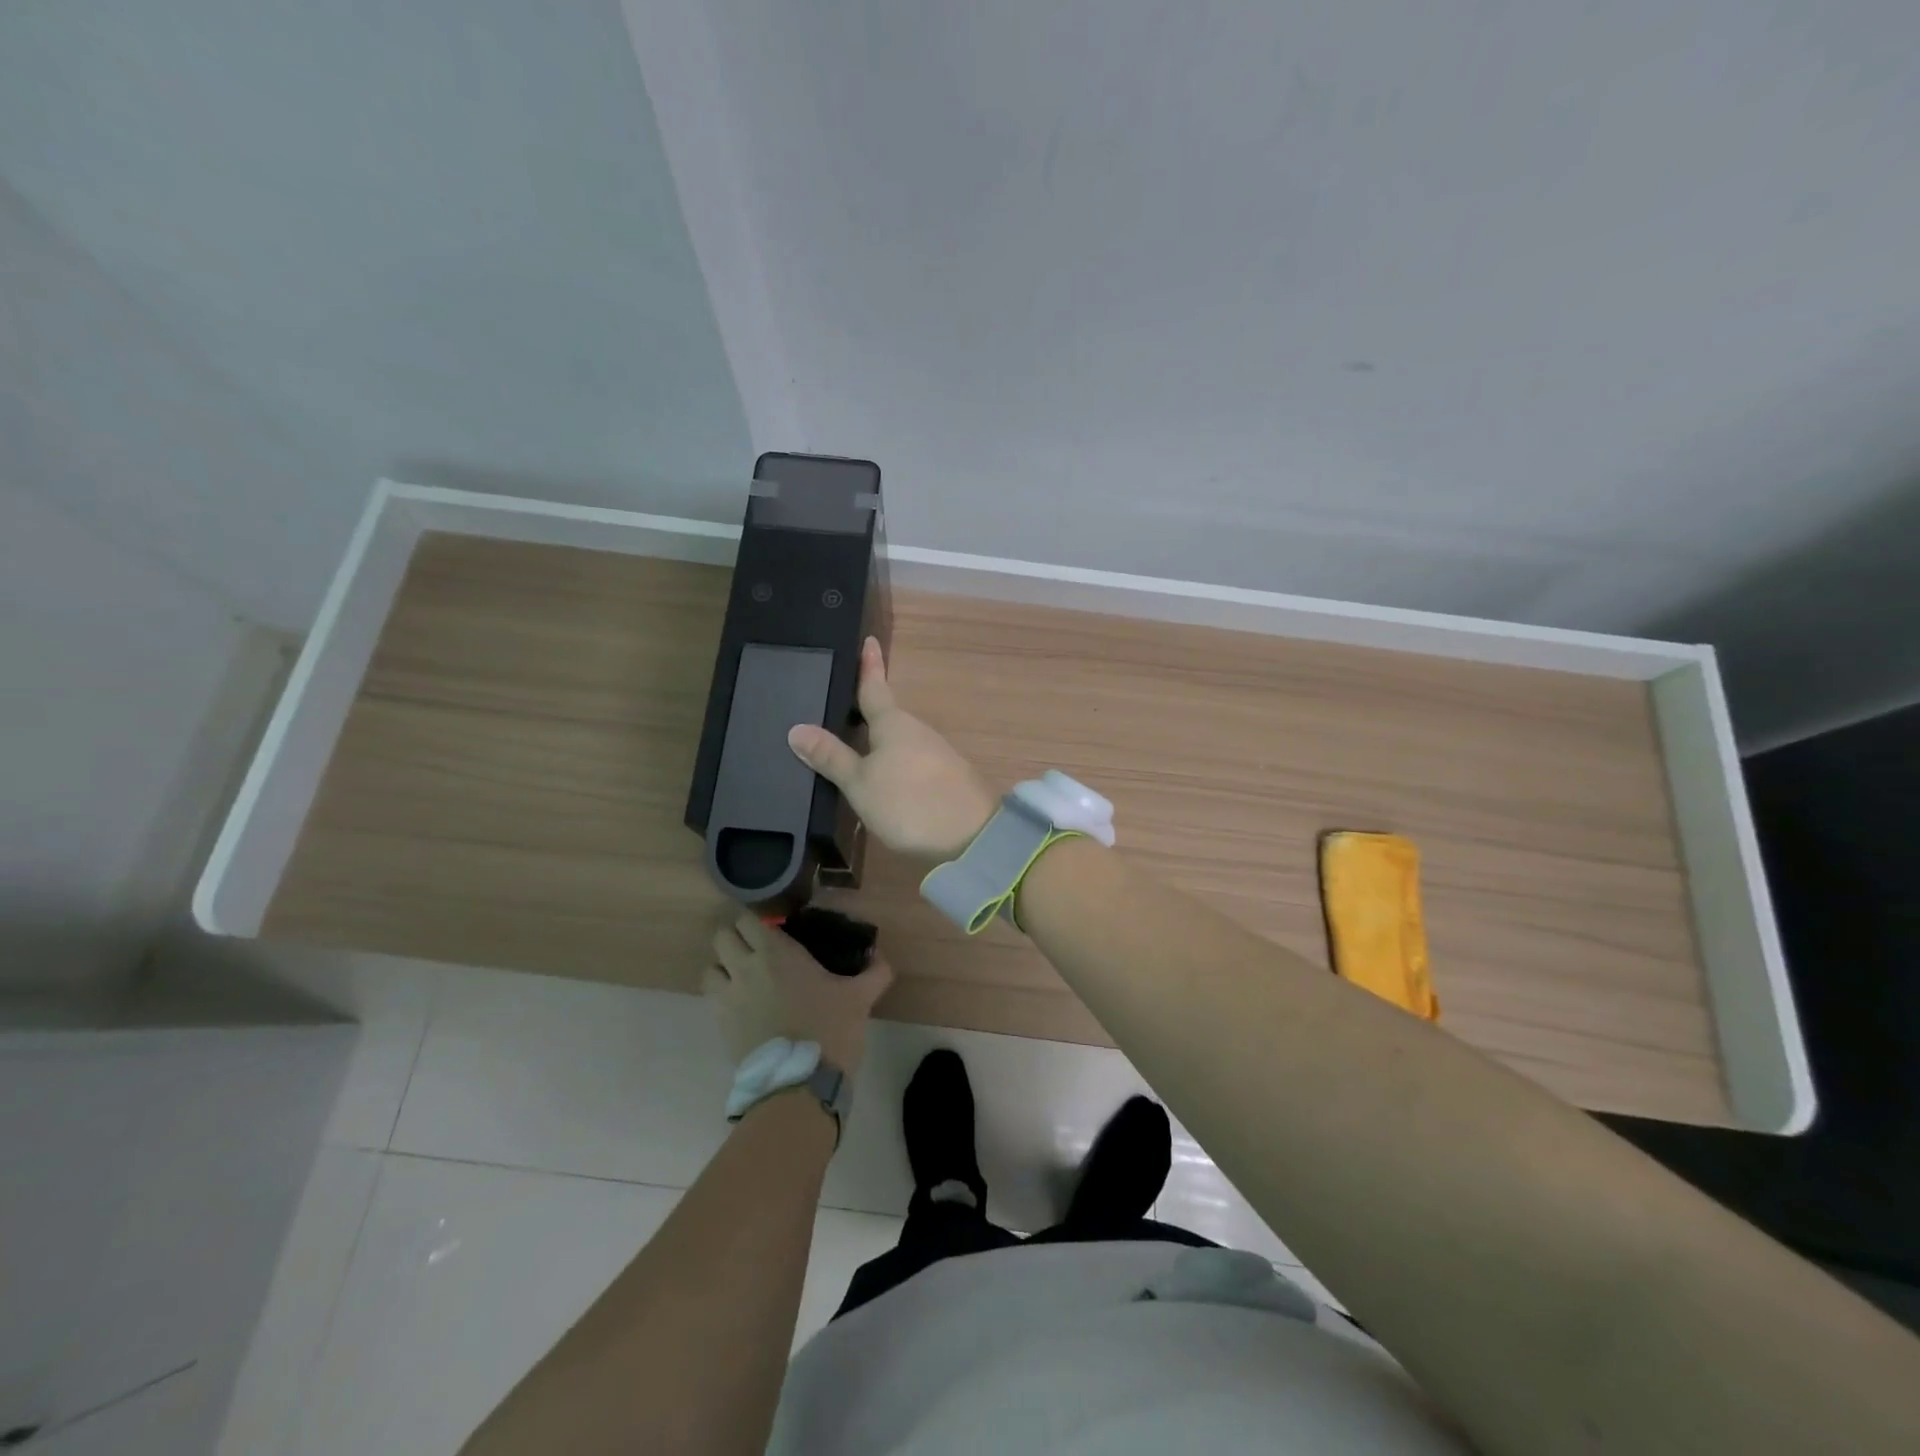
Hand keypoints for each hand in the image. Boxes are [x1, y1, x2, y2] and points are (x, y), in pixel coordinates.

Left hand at [702, 911, 893, 1071]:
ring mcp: (728, 997)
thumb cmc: (829, 1029)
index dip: (757, 921)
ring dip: (723, 968)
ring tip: (744, 979)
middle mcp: (745, 967)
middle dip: (736, 939)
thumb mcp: (860, 998)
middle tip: (758, 951)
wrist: (799, 1084)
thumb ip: (874, 973)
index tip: (774, 930)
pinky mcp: (720, 1025)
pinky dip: (722, 997)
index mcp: (776, 952)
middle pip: (722, 937)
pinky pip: (711, 999)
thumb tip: (880, 959)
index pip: (748, 919)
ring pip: (710, 968)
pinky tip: (744, 1007)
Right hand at [787, 637, 998, 861]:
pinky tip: (884, 778)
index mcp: (894, 723)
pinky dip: (895, 762)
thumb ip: (831, 757)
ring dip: (880, 741)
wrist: (972, 836)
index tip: (870, 640)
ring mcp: (936, 754)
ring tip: (854, 745)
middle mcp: (917, 731)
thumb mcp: (860, 782)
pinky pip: (912, 761)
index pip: (875, 687)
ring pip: (900, 740)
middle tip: (842, 704)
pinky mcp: (946, 778)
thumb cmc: (908, 802)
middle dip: (868, 711)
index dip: (869, 665)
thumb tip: (797, 728)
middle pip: (888, 716)